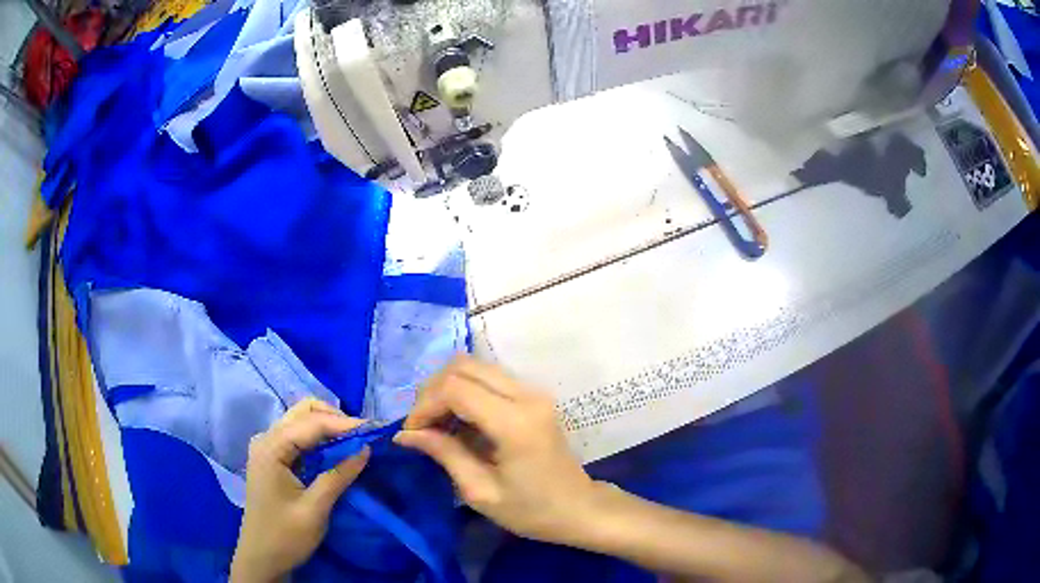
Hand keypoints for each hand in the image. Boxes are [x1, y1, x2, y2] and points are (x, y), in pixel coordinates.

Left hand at [230, 398, 370, 582]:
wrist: (262, 557)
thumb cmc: (286, 536)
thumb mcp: (315, 509)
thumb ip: (339, 476)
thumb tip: (366, 449)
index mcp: (270, 448)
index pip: (310, 424)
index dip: (344, 424)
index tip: (376, 429)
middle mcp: (266, 439)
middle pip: (303, 412)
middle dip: (336, 419)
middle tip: (365, 435)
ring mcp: (268, 447)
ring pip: (301, 421)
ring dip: (329, 427)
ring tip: (356, 441)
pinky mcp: (273, 458)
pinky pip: (299, 437)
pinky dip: (320, 439)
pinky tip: (337, 450)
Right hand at [395, 355, 600, 544]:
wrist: (578, 509)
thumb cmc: (531, 510)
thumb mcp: (480, 491)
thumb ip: (444, 454)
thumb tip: (405, 434)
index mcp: (514, 423)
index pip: (455, 388)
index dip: (424, 405)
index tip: (411, 433)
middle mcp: (526, 396)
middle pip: (463, 366)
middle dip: (432, 391)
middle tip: (420, 426)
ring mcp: (533, 392)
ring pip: (475, 367)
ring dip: (447, 388)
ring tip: (435, 423)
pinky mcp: (533, 396)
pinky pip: (489, 378)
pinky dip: (464, 391)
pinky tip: (457, 421)